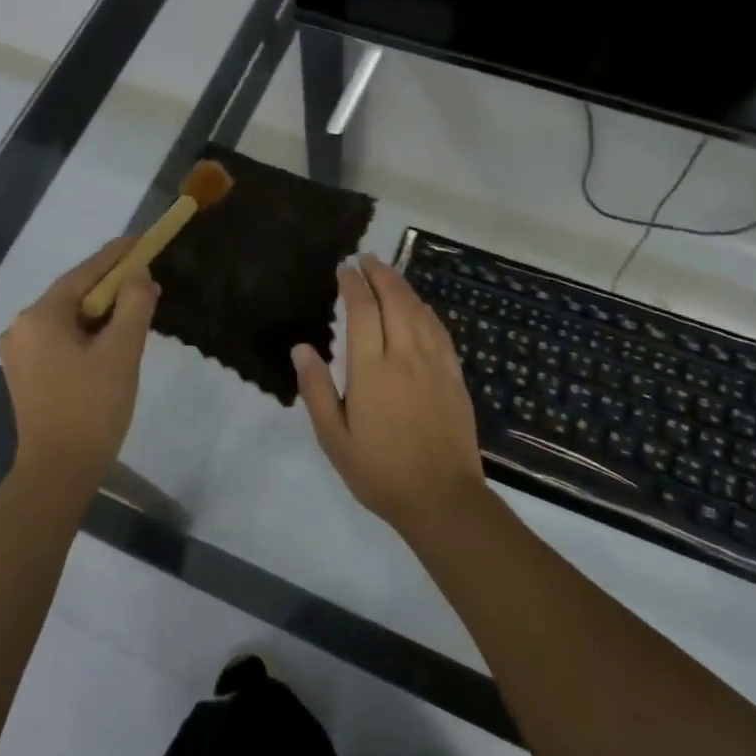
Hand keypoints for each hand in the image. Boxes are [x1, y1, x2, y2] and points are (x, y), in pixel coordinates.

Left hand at [0, 238, 158, 490]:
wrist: (58, 472)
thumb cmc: (92, 409)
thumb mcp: (122, 352)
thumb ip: (134, 306)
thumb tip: (140, 277)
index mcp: (40, 317)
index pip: (84, 273)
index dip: (116, 255)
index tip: (141, 240)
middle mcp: (21, 327)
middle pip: (74, 294)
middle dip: (111, 286)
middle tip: (147, 279)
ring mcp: (19, 352)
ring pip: (68, 318)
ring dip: (101, 312)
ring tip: (135, 309)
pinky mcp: (25, 374)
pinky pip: (60, 339)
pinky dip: (87, 333)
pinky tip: (110, 340)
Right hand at [292, 254, 486, 532]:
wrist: (442, 497)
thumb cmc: (380, 471)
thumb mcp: (334, 438)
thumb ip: (317, 390)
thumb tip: (301, 348)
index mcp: (372, 369)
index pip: (362, 311)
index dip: (353, 285)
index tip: (344, 269)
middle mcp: (406, 356)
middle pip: (395, 300)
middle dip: (380, 274)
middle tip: (366, 258)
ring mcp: (435, 363)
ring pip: (419, 310)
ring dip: (403, 286)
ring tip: (388, 272)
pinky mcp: (454, 375)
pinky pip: (439, 330)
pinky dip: (426, 309)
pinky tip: (419, 306)